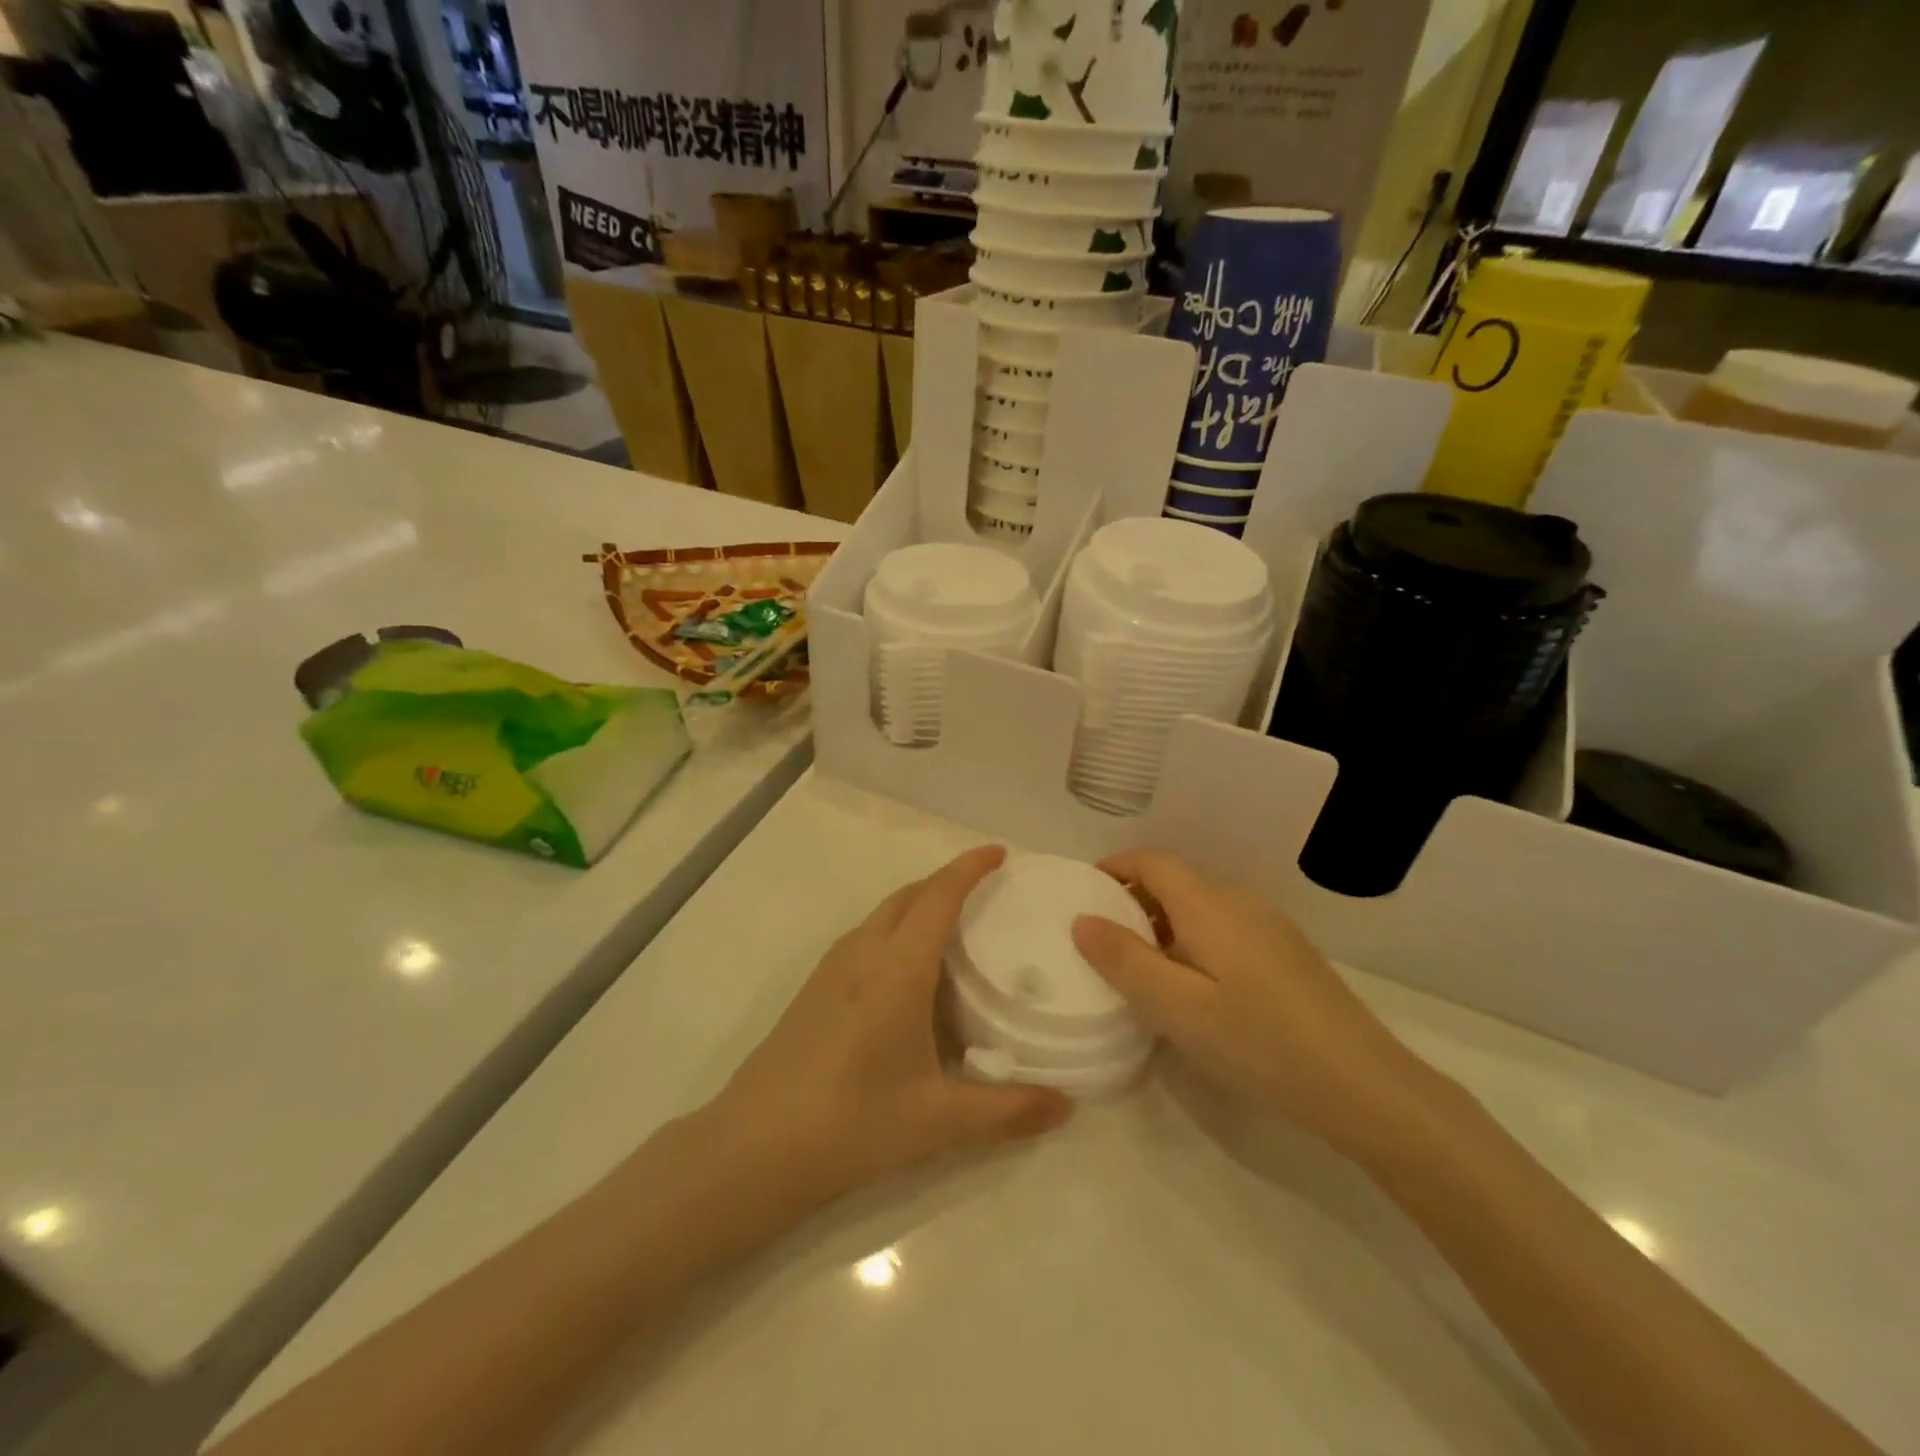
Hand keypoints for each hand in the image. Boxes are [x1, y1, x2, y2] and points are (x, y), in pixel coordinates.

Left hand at [711, 846, 1072, 1208]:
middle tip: (987, 892)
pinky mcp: (815, 987)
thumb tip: (1067, 1107)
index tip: (1000, 852)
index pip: (939, 896)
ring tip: (956, 929)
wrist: (755, 1146)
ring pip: (884, 914)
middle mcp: (864, 952)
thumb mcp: (938, 1119)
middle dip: (947, 881)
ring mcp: (832, 967)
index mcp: (898, 967)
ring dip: (919, 904)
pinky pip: (867, 937)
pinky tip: (910, 976)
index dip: (970, 868)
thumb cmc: (853, 1122)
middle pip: (910, 895)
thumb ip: (1007, 1110)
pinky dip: (897, 931)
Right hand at [1071, 850, 1437, 1157]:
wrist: (1363, 1085)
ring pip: (1201, 907)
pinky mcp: (1288, 954)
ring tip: (1142, 969)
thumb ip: (1125, 960)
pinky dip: (1193, 941)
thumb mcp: (1177, 1007)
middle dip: (1134, 899)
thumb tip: (1082, 920)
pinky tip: (1194, 989)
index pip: (1153, 861)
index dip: (1116, 867)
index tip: (1084, 892)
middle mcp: (1240, 901)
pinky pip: (1225, 928)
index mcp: (1209, 904)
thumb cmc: (1259, 1041)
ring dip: (1164, 923)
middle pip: (1177, 881)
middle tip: (1103, 941)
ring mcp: (1270, 926)